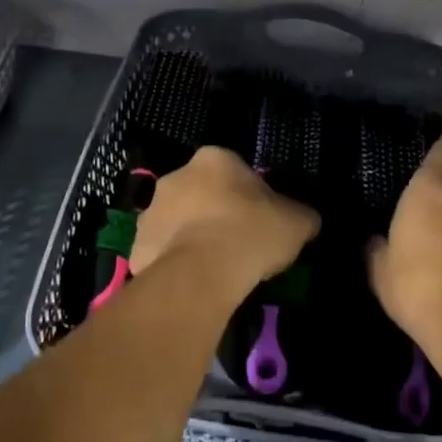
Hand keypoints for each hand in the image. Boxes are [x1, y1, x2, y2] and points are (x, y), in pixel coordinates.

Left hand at [130, 147, 318, 298]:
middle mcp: (176, 175)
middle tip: (236, 244)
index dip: (249, 196)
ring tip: (214, 269)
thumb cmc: (252, 233)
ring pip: (176, 222)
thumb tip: (305, 219)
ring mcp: (151, 210)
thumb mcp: (297, 222)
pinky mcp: (137, 245)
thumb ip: (300, 215)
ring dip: (191, 237)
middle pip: (200, 193)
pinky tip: (193, 283)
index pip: (234, 171)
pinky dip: (174, 264)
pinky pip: (161, 252)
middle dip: (214, 213)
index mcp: (214, 159)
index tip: (259, 221)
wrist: (202, 272)